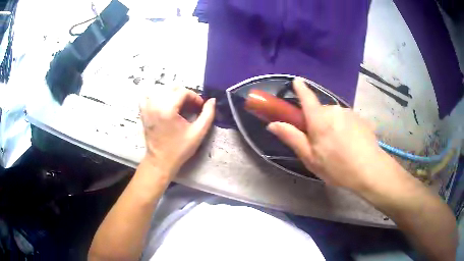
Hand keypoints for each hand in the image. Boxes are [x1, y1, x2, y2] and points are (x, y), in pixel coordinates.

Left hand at [139, 87, 214, 176]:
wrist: (160, 161)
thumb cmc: (179, 149)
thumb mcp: (198, 133)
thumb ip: (208, 114)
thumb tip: (212, 100)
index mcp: (167, 109)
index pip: (183, 92)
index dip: (195, 97)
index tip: (200, 106)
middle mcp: (155, 104)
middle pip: (173, 88)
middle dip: (185, 95)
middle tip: (192, 106)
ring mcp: (147, 107)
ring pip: (162, 90)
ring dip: (173, 94)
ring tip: (179, 106)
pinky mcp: (143, 112)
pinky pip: (148, 96)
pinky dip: (157, 96)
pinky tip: (163, 104)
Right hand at [267, 78, 403, 190]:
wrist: (370, 170)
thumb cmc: (337, 167)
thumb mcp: (310, 158)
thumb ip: (292, 138)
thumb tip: (273, 124)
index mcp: (319, 119)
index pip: (307, 97)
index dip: (300, 88)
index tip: (296, 81)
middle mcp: (335, 110)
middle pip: (320, 111)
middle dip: (317, 122)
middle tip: (320, 143)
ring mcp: (350, 113)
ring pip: (334, 116)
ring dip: (332, 126)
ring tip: (338, 147)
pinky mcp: (361, 118)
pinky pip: (346, 120)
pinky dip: (344, 128)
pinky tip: (350, 144)